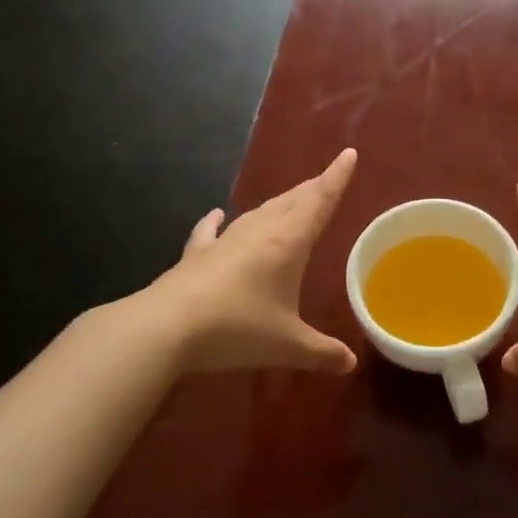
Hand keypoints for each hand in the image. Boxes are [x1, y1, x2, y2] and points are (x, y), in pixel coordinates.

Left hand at [149, 148, 358, 375]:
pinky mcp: (197, 255)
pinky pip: (211, 231)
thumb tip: (350, 364)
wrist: (167, 327)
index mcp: (287, 242)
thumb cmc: (237, 328)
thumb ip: (321, 352)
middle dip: (312, 188)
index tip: (349, 154)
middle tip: (326, 180)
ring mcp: (224, 240)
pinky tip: (216, 214)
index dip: (336, 178)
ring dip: (278, 203)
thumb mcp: (287, 346)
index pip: (319, 201)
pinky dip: (216, 221)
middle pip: (291, 201)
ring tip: (290, 199)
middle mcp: (258, 232)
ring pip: (258, 211)